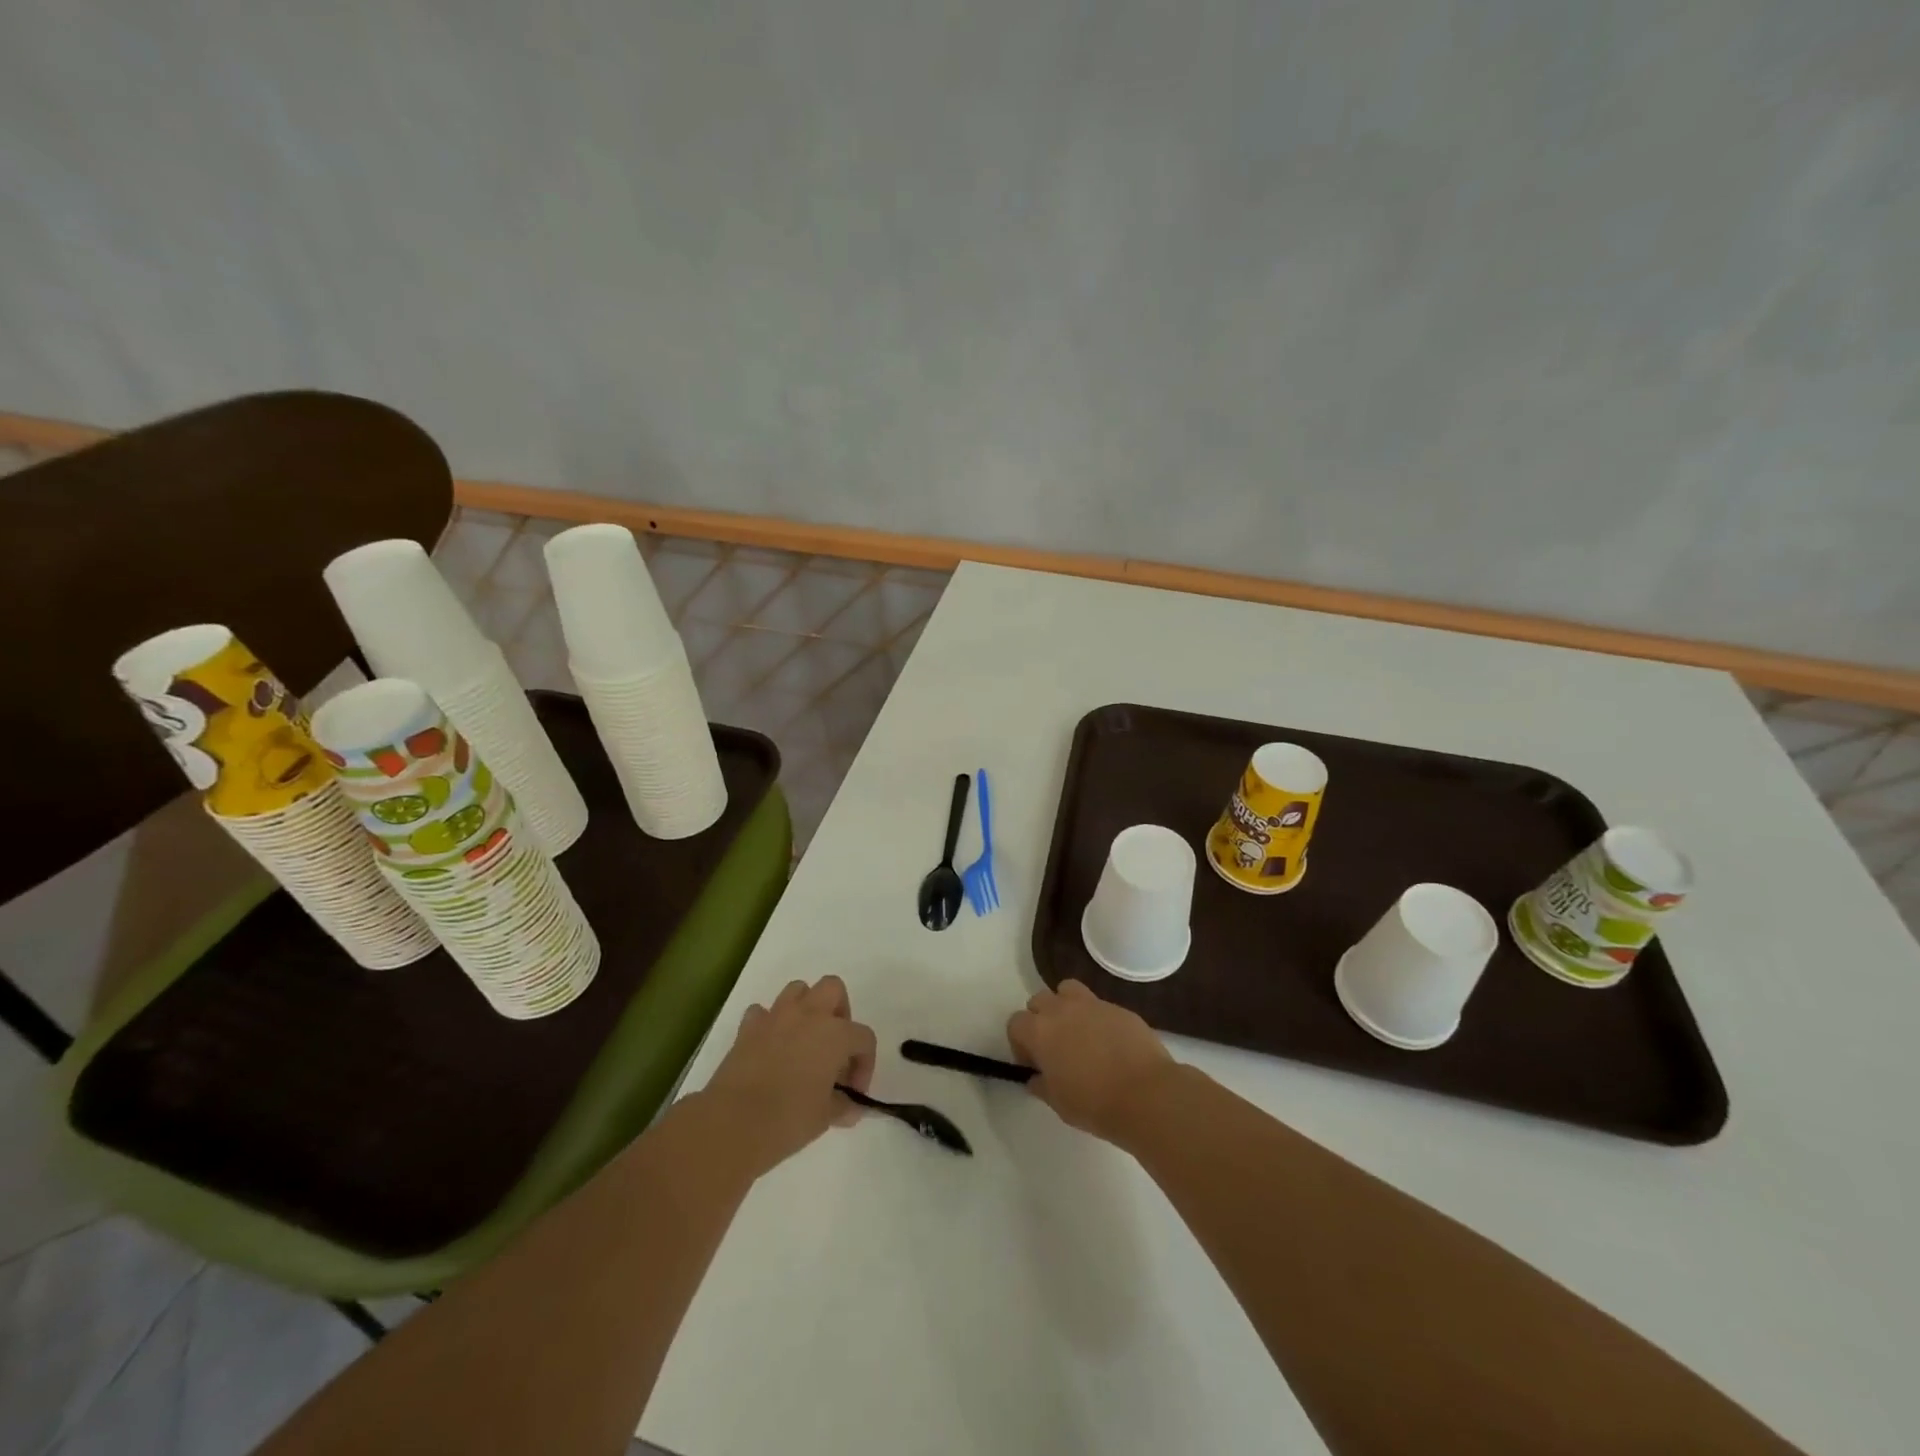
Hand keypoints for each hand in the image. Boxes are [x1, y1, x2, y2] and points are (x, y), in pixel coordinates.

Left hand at [702, 976, 876, 1176]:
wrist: (733, 1123)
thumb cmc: (789, 1119)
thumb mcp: (825, 1117)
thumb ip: (843, 1105)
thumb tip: (850, 1107)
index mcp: (835, 1034)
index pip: (864, 1038)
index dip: (865, 1064)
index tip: (854, 1092)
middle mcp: (809, 1015)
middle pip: (833, 989)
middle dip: (839, 1012)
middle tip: (834, 1047)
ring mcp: (776, 1017)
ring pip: (798, 990)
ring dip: (806, 1008)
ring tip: (804, 1041)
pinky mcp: (748, 1028)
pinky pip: (763, 1012)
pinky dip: (770, 1024)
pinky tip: (770, 1048)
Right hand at [1006, 979, 1176, 1143]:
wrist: (1147, 1095)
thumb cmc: (1095, 1104)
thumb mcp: (1059, 1104)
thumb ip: (1041, 1085)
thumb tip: (1036, 1078)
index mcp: (1040, 1031)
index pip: (1015, 1023)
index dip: (1020, 1043)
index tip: (1034, 1063)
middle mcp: (1061, 1009)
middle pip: (1039, 1000)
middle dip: (1040, 1020)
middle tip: (1054, 1047)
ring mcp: (1092, 1004)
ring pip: (1067, 990)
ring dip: (1065, 1006)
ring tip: (1078, 1033)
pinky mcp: (1118, 1007)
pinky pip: (1098, 1005)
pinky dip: (1096, 1018)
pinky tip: (1109, 1043)